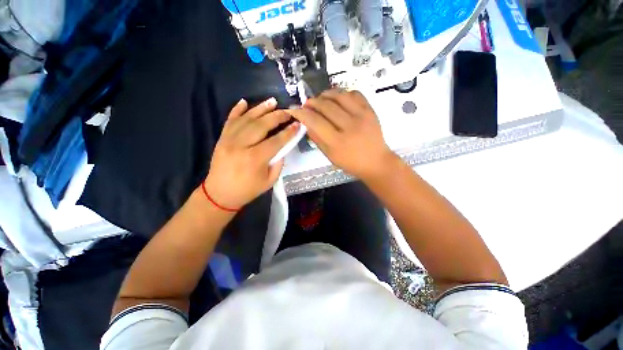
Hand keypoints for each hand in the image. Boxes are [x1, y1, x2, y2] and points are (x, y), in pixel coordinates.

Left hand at [203, 98, 298, 208]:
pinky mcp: (221, 138)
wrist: (219, 194)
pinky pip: (230, 120)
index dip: (288, 132)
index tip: (298, 124)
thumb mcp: (269, 181)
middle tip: (287, 112)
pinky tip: (245, 102)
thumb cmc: (247, 190)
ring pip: (247, 119)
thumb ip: (278, 163)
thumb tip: (282, 147)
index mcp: (255, 159)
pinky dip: (237, 110)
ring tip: (272, 101)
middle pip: (261, 125)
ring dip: (260, 109)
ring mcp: (229, 139)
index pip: (276, 141)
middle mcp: (241, 145)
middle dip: (277, 117)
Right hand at [289, 89, 394, 180]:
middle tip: (307, 104)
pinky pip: (354, 93)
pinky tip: (338, 99)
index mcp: (337, 142)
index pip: (315, 121)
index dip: (301, 113)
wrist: (376, 161)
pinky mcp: (370, 110)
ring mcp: (362, 116)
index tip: (295, 109)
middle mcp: (349, 126)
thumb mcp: (330, 156)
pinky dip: (343, 93)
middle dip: (312, 102)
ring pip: (339, 95)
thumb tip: (306, 122)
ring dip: (326, 94)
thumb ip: (317, 138)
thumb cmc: (350, 162)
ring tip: (321, 99)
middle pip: (326, 106)